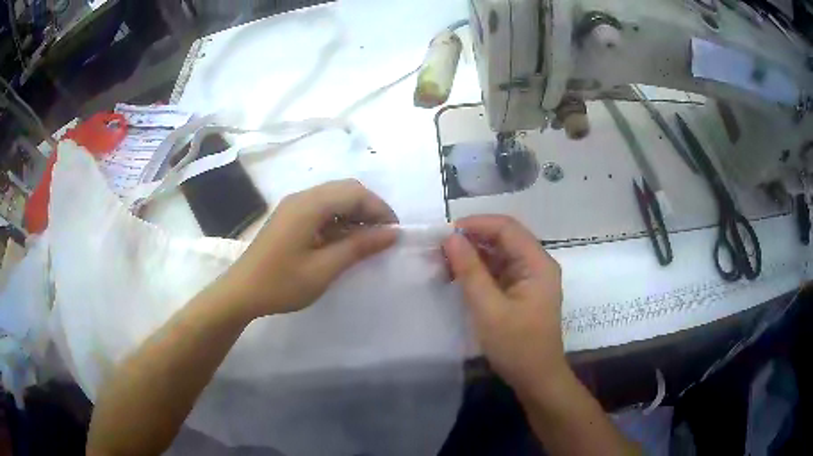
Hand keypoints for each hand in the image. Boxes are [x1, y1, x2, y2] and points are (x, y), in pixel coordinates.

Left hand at [217, 179, 398, 319]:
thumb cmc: (282, 283)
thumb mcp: (324, 269)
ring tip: (366, 241)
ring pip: (334, 198)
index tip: (394, 234)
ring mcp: (293, 206)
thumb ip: (359, 247)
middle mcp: (302, 197)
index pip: (355, 193)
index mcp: (309, 205)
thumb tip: (392, 233)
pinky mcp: (289, 217)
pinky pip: (322, 208)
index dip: (380, 209)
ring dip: (354, 213)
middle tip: (382, 236)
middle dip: (369, 208)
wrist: (242, 292)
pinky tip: (343, 241)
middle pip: (346, 189)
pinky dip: (339, 219)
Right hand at [443, 216, 566, 394]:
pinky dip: (477, 272)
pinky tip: (457, 277)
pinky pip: (497, 272)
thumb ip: (470, 271)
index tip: (445, 232)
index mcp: (537, 264)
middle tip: (439, 250)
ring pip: (498, 255)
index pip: (507, 228)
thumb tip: (451, 237)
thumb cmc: (517, 346)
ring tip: (442, 263)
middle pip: (503, 239)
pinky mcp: (520, 292)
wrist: (536, 379)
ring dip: (472, 256)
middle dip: (471, 240)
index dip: (476, 224)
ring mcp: (529, 279)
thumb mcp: (489, 309)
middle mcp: (536, 265)